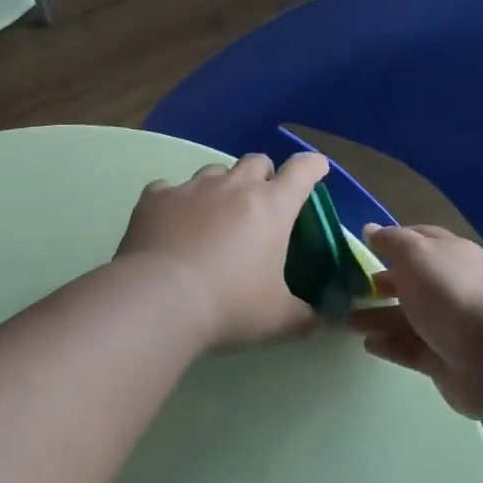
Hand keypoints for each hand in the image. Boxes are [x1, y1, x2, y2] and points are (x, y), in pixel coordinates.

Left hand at [116, 152, 331, 350]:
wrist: (157, 302)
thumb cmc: (229, 306)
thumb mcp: (278, 320)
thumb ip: (307, 317)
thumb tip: (326, 321)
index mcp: (271, 207)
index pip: (303, 170)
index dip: (313, 166)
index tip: (316, 171)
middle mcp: (233, 186)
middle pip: (257, 161)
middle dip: (264, 176)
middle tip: (261, 205)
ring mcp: (191, 188)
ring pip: (214, 171)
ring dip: (222, 187)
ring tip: (215, 217)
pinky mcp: (155, 198)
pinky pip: (169, 188)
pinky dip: (176, 201)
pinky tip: (172, 224)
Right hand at [352, 224, 482, 418]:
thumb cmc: (452, 294)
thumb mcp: (416, 254)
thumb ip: (391, 242)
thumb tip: (371, 228)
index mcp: (451, 254)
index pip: (420, 239)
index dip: (393, 241)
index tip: (364, 246)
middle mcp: (453, 286)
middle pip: (413, 281)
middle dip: (383, 283)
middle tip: (351, 288)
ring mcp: (451, 325)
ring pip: (408, 317)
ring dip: (378, 316)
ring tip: (348, 322)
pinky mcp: (445, 360)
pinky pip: (411, 348)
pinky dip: (390, 345)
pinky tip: (368, 345)